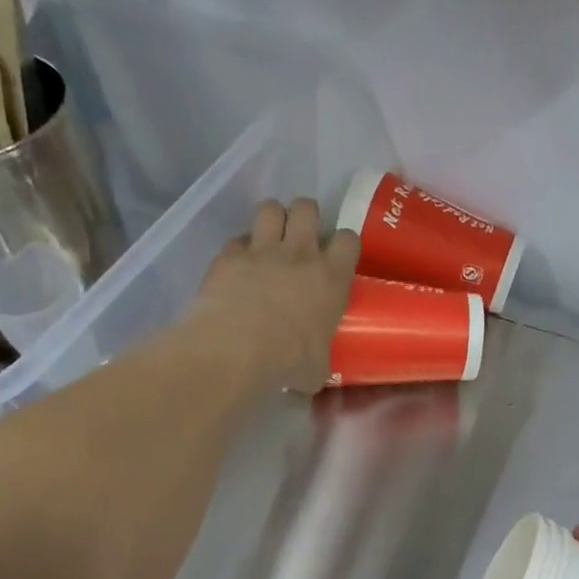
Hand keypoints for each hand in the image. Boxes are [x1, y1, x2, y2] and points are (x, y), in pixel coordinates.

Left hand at [192, 198, 358, 393]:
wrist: (238, 348)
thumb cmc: (289, 361)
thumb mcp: (317, 368)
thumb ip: (320, 358)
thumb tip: (314, 370)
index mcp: (331, 278)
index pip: (348, 239)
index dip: (343, 244)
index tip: (337, 256)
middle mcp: (299, 254)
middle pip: (307, 207)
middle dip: (304, 216)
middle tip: (300, 238)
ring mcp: (262, 250)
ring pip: (270, 208)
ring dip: (272, 220)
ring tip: (269, 239)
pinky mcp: (229, 255)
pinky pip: (237, 240)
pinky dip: (239, 250)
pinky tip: (238, 267)